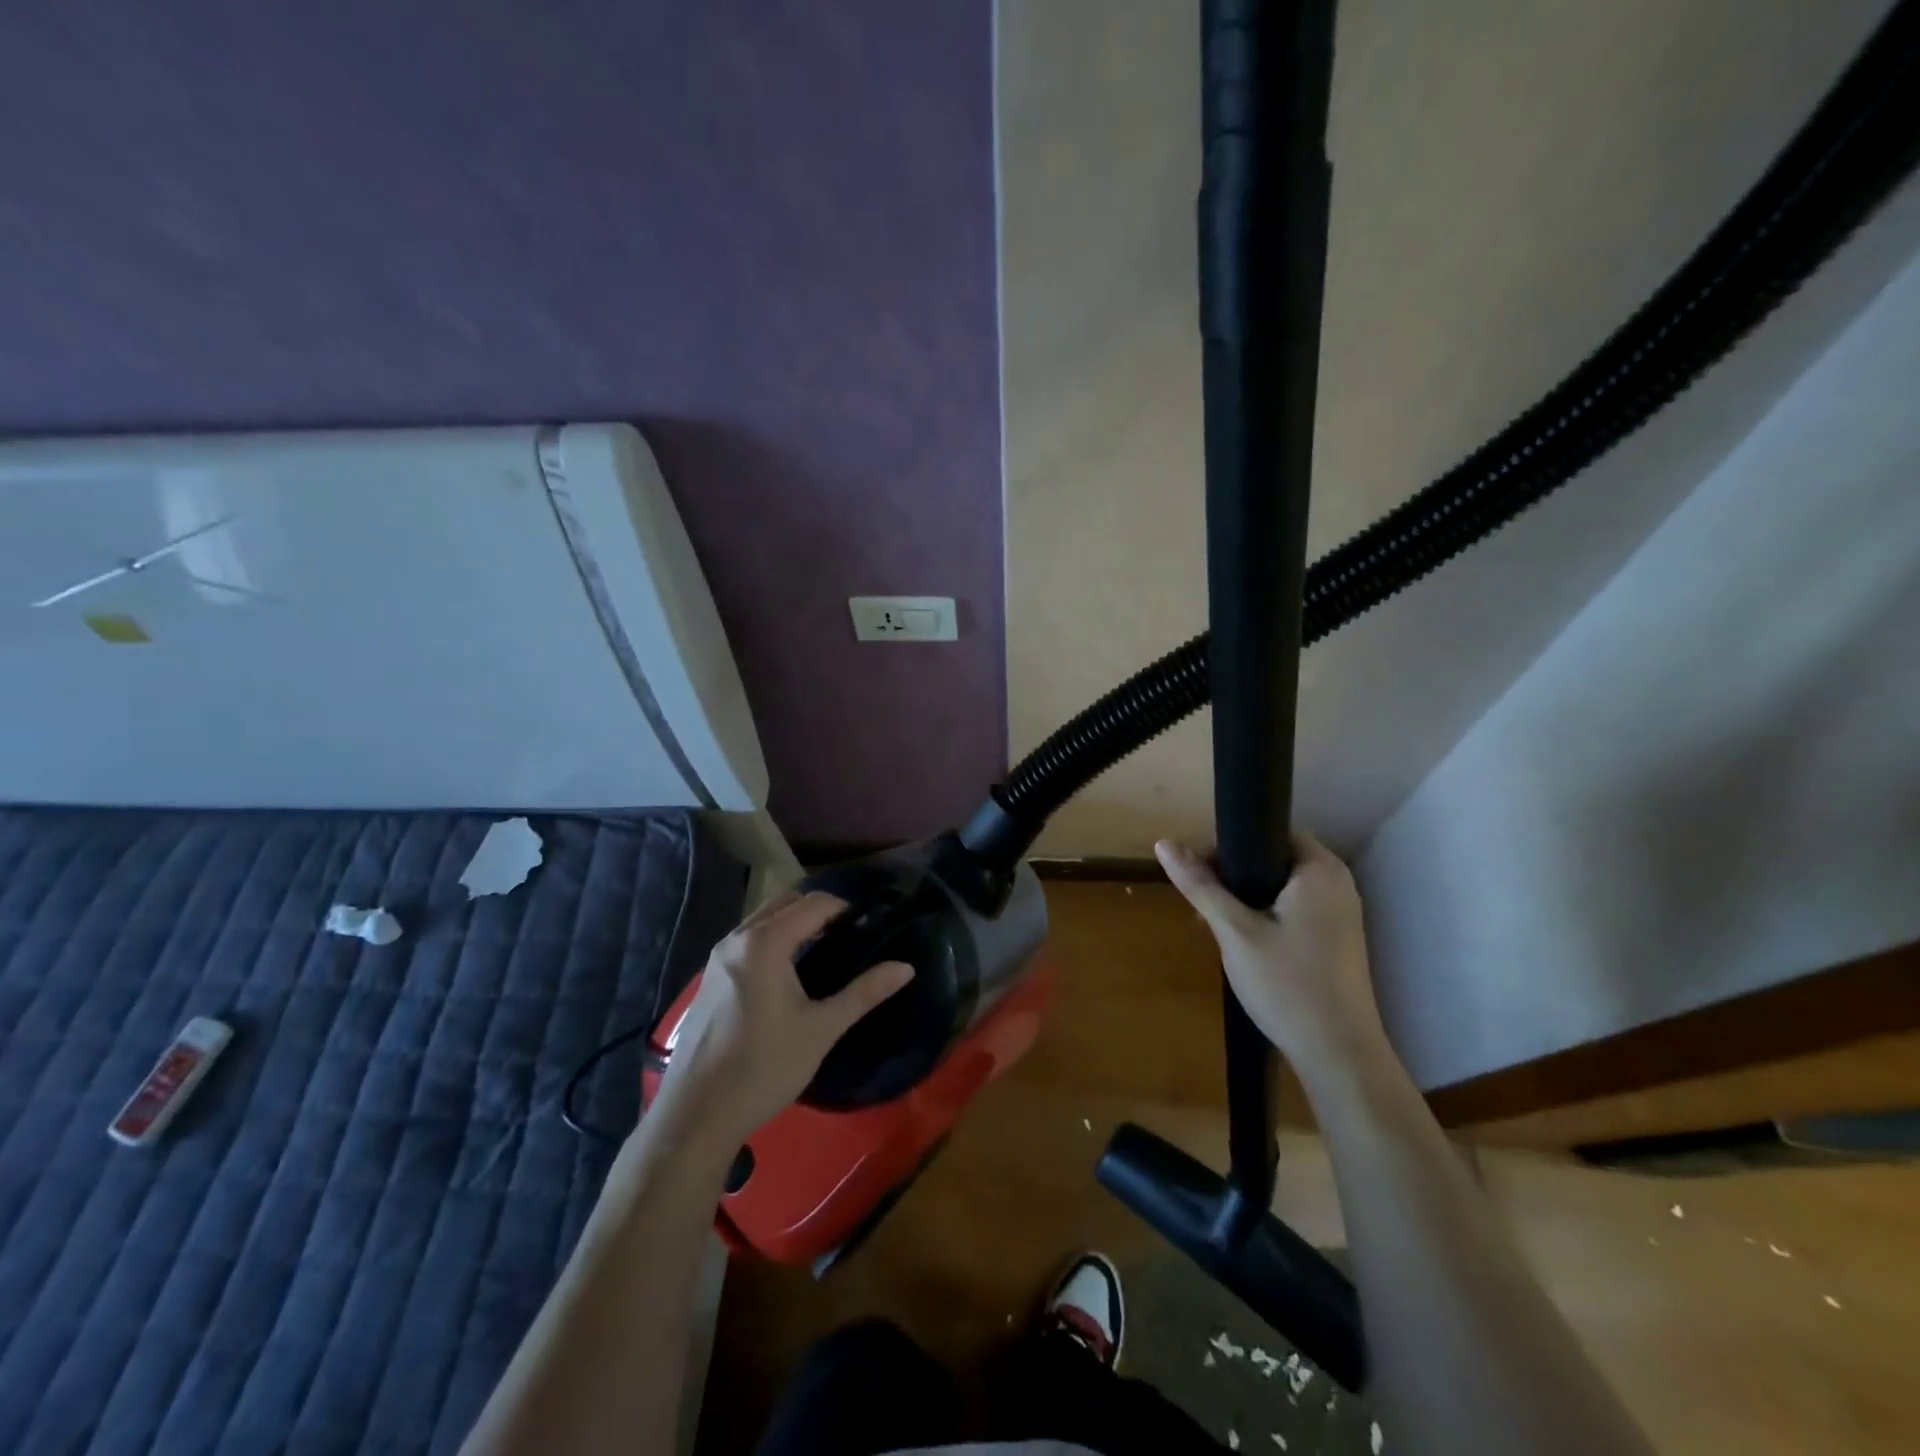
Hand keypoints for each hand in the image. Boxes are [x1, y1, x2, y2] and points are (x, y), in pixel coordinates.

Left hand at [651, 892, 913, 1144]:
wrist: (695, 1116)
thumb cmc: (763, 1068)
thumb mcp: (821, 1029)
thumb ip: (864, 993)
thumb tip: (906, 967)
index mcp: (765, 942)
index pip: (814, 903)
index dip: (846, 907)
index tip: (871, 923)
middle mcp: (737, 938)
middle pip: (786, 903)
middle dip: (820, 910)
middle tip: (851, 933)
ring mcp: (718, 957)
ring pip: (764, 919)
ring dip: (795, 922)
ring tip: (826, 948)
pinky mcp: (709, 978)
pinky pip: (748, 939)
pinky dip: (774, 938)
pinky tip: (790, 972)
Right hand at [1155, 834, 1388, 1082]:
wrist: (1339, 1056)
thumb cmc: (1287, 986)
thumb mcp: (1235, 932)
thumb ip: (1201, 886)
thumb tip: (1164, 843)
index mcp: (1319, 871)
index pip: (1269, 832)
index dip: (1228, 846)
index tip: (1198, 872)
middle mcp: (1337, 884)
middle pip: (1274, 858)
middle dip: (1233, 875)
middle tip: (1202, 903)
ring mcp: (1341, 914)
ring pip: (1281, 887)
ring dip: (1246, 898)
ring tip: (1215, 925)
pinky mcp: (1337, 941)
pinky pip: (1295, 910)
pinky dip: (1267, 916)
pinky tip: (1245, 944)